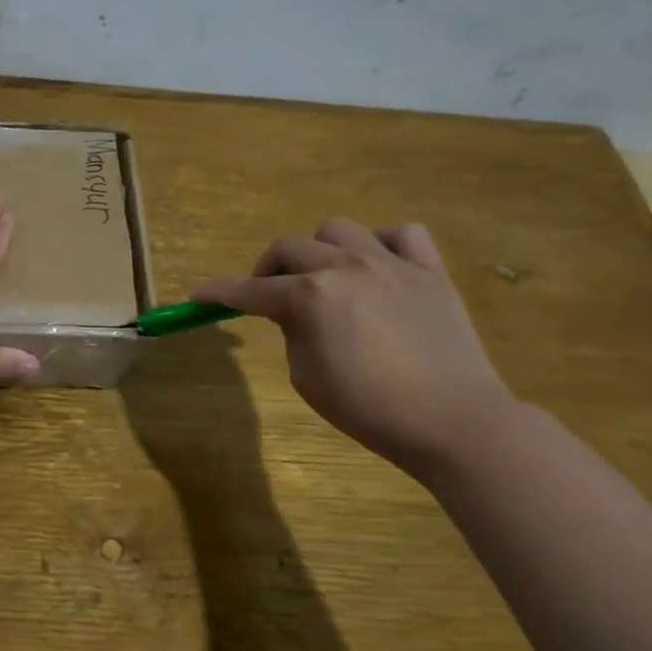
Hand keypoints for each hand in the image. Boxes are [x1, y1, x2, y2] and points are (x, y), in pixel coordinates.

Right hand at [190, 219, 516, 474]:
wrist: (452, 421)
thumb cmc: (369, 409)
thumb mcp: (307, 378)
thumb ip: (293, 333)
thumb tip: (295, 313)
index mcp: (310, 297)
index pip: (250, 290)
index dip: (219, 292)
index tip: (198, 294)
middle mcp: (346, 267)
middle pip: (290, 248)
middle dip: (269, 270)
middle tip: (270, 296)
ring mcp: (392, 264)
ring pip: (339, 229)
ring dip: (321, 251)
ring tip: (327, 279)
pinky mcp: (430, 272)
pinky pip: (402, 235)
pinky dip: (381, 245)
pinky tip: (378, 269)